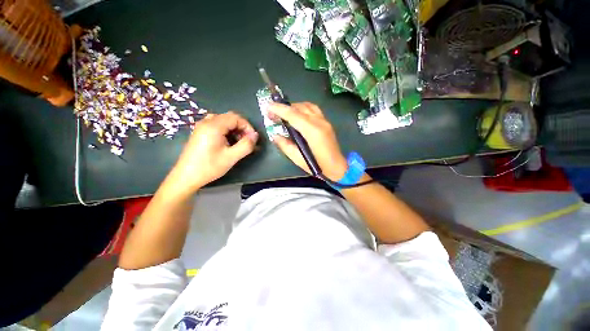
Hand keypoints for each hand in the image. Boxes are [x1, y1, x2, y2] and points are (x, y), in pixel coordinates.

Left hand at [169, 112, 258, 193]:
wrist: (186, 177)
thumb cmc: (209, 166)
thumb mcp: (231, 157)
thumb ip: (246, 145)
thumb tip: (256, 135)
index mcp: (214, 126)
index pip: (236, 117)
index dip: (247, 126)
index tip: (252, 139)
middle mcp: (206, 122)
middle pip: (230, 118)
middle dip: (242, 128)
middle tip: (247, 142)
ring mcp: (202, 127)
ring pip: (224, 122)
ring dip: (235, 130)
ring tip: (238, 143)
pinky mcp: (200, 132)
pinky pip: (217, 126)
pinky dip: (226, 131)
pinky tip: (228, 143)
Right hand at [269, 102, 347, 180]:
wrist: (337, 167)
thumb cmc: (318, 166)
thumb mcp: (298, 159)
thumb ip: (285, 146)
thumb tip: (275, 135)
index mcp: (312, 132)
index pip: (293, 115)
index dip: (280, 109)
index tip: (268, 106)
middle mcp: (319, 122)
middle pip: (300, 107)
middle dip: (284, 107)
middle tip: (273, 113)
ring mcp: (324, 121)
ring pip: (307, 106)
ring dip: (294, 106)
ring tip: (284, 113)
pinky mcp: (327, 122)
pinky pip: (313, 109)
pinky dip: (303, 108)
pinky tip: (297, 114)